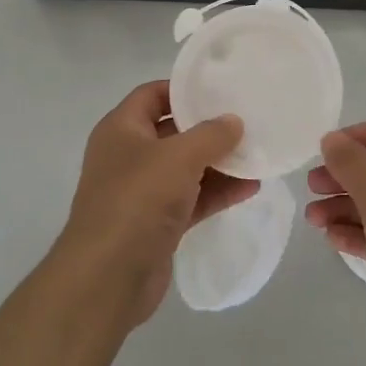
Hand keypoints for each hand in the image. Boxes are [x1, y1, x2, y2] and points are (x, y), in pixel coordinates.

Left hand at [57, 81, 256, 325]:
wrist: (108, 277)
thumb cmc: (137, 200)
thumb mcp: (179, 156)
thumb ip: (211, 135)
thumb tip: (234, 121)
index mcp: (121, 129)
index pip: (152, 95)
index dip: (184, 89)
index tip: (220, 88)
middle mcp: (129, 156)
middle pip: (173, 131)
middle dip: (209, 128)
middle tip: (248, 119)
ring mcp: (142, 192)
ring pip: (186, 168)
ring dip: (219, 163)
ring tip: (258, 154)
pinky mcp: (157, 224)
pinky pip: (192, 199)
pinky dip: (217, 192)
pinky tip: (250, 188)